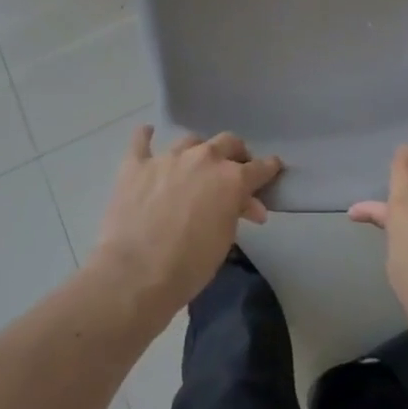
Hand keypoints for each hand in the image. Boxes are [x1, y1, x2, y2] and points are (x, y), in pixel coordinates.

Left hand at [89, 125, 281, 322]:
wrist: (135, 275)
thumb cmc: (189, 266)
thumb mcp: (225, 241)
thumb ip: (236, 213)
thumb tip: (247, 205)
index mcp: (231, 179)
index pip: (259, 167)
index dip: (269, 168)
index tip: (273, 168)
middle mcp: (203, 159)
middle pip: (228, 142)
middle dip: (235, 153)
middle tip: (234, 168)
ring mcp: (167, 158)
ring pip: (190, 140)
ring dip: (197, 151)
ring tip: (194, 163)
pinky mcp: (136, 165)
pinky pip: (141, 141)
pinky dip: (146, 136)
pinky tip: (148, 133)